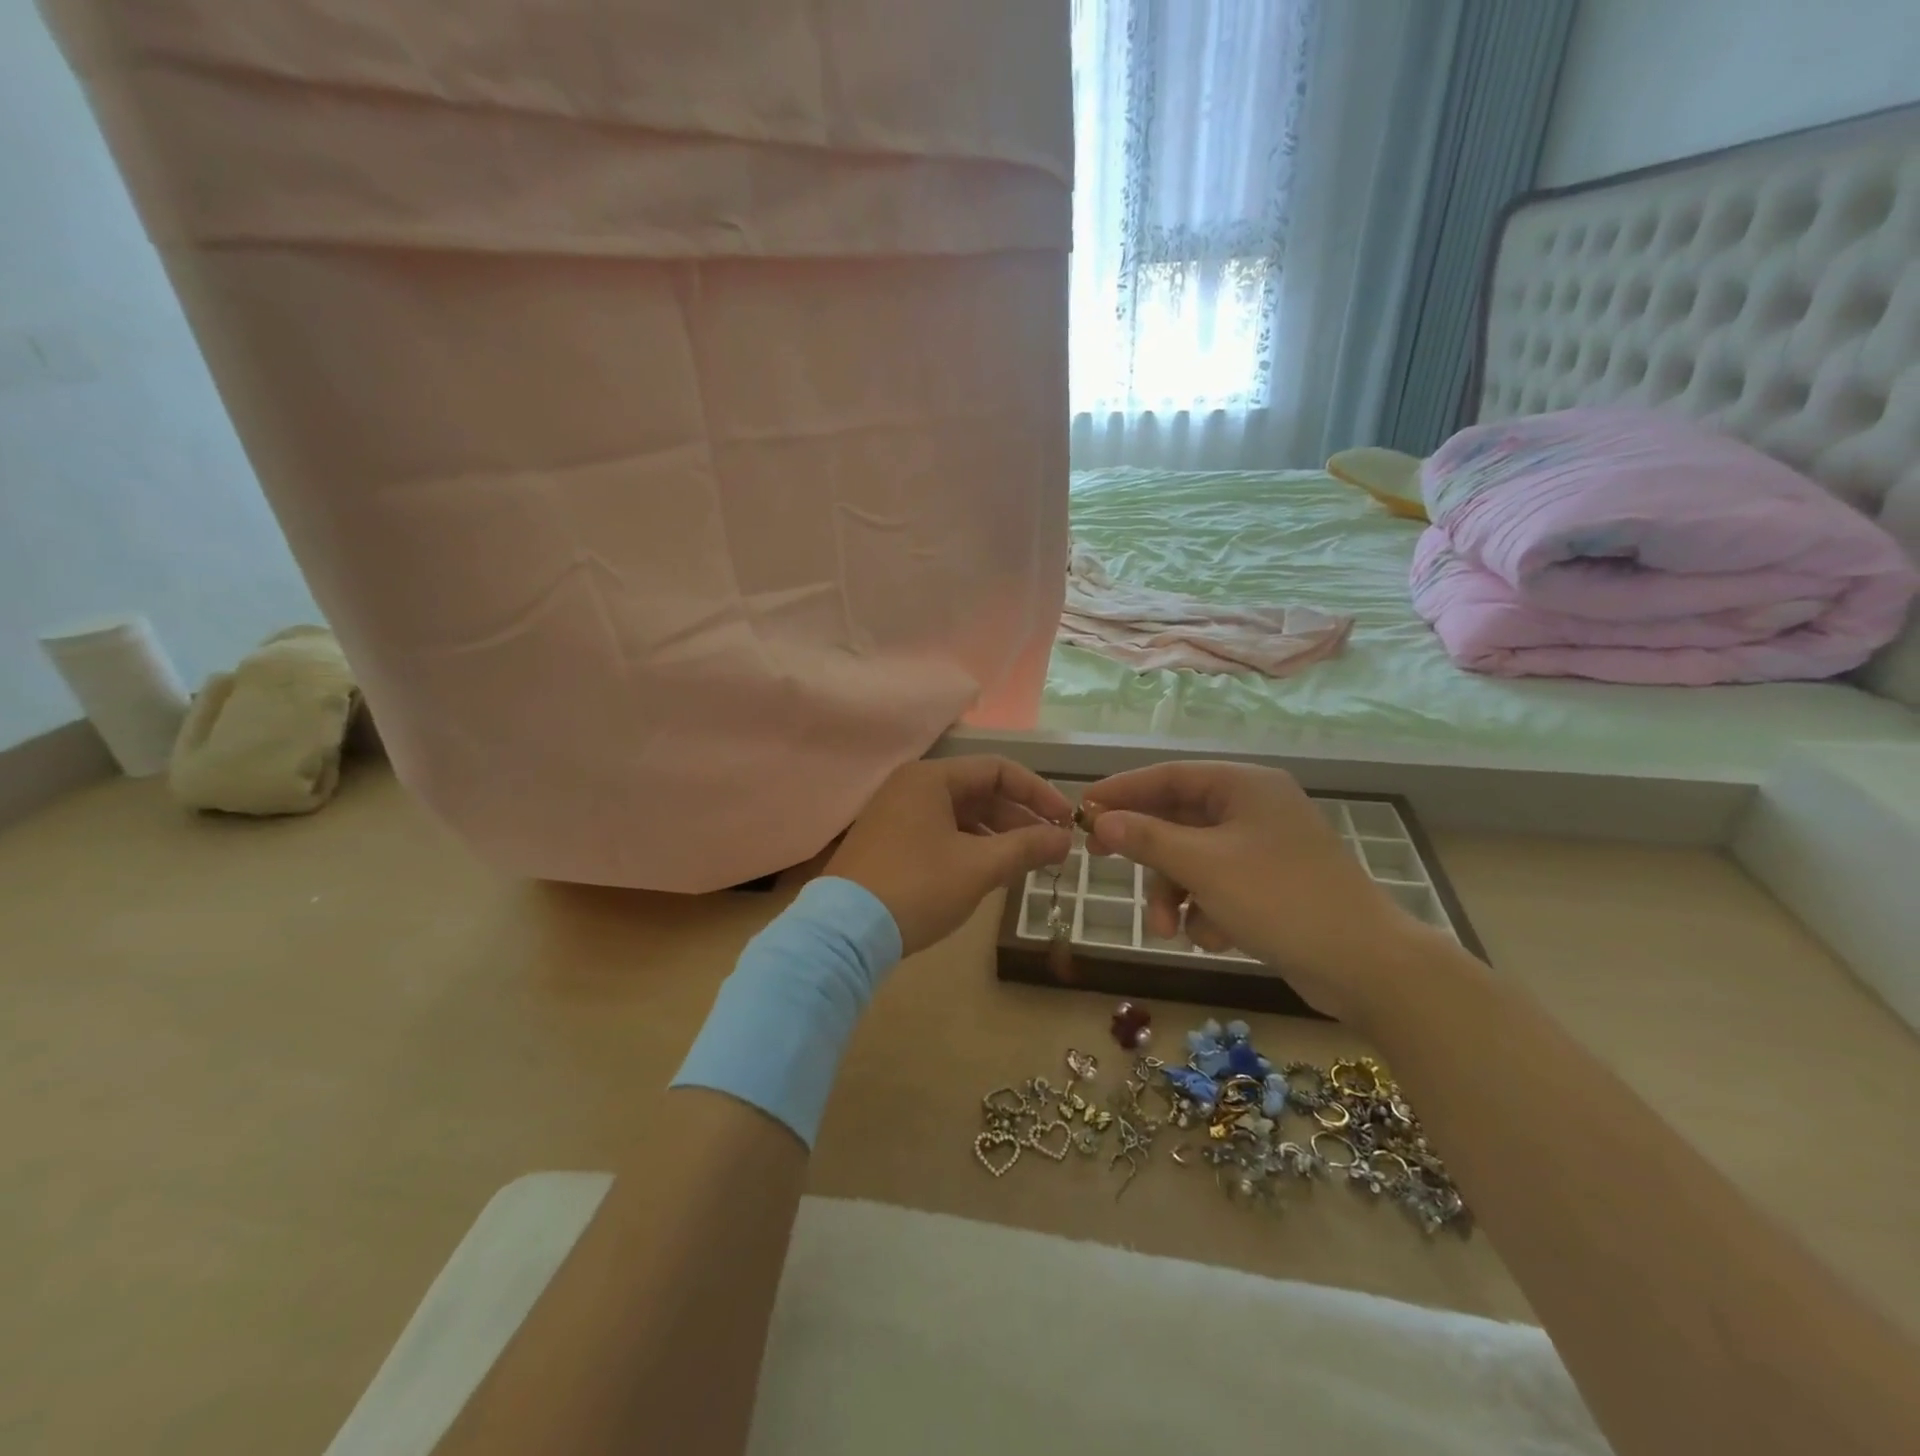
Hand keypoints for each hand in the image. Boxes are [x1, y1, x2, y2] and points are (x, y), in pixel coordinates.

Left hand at [827, 756, 1073, 955]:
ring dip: (998, 835)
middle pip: (979, 792)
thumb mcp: (979, 867)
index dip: (1038, 792)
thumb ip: (1026, 847)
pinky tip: (992, 871)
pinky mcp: (890, 842)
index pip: (998, 769)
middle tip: (1052, 847)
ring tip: (1028, 862)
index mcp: (931, 778)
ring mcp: (897, 815)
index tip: (1066, 820)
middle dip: (1019, 818)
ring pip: (961, 815)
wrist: (844, 932)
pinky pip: (942, 833)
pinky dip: (971, 847)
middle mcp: (912, 787)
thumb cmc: (917, 888)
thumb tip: (1065, 839)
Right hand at [1083, 761, 1439, 1022]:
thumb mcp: (1203, 866)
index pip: (1168, 776)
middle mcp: (1254, 809)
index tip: (1083, 808)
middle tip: (1103, 864)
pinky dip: (1205, 909)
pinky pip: (1218, 886)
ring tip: (1169, 930)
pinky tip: (1213, 938)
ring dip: (1174, 894)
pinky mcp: (1272, 885)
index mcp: (1244, 786)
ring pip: (1194, 860)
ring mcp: (1265, 848)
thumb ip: (1146, 839)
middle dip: (1150, 858)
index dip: (1122, 791)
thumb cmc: (1279, 898)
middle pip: (1178, 821)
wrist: (1365, 965)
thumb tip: (1101, 821)